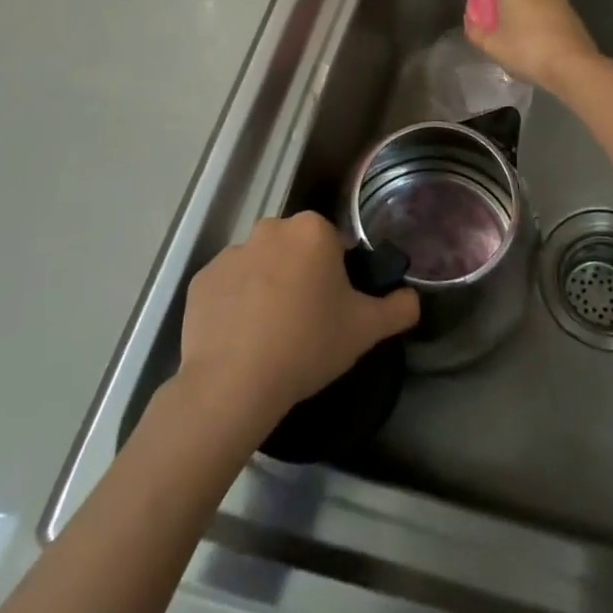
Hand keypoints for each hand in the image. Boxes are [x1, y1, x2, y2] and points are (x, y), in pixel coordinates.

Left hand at [177, 212, 419, 433]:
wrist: (234, 383)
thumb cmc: (308, 344)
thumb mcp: (366, 330)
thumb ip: (398, 308)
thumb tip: (412, 299)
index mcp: (312, 231)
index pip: (333, 244)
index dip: (338, 275)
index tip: (335, 307)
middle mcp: (270, 229)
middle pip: (295, 249)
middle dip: (302, 275)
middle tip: (307, 321)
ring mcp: (230, 253)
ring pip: (261, 265)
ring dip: (268, 287)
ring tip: (271, 335)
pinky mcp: (201, 280)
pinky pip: (229, 286)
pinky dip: (236, 304)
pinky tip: (242, 338)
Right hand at [464, 0, 598, 93]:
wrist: (573, 67)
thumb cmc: (526, 48)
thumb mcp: (491, 43)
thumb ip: (475, 28)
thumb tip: (472, 19)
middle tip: (490, 11)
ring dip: (517, 3)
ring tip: (508, 34)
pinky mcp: (567, 11)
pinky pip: (543, 4)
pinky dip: (533, 15)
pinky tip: (528, 43)